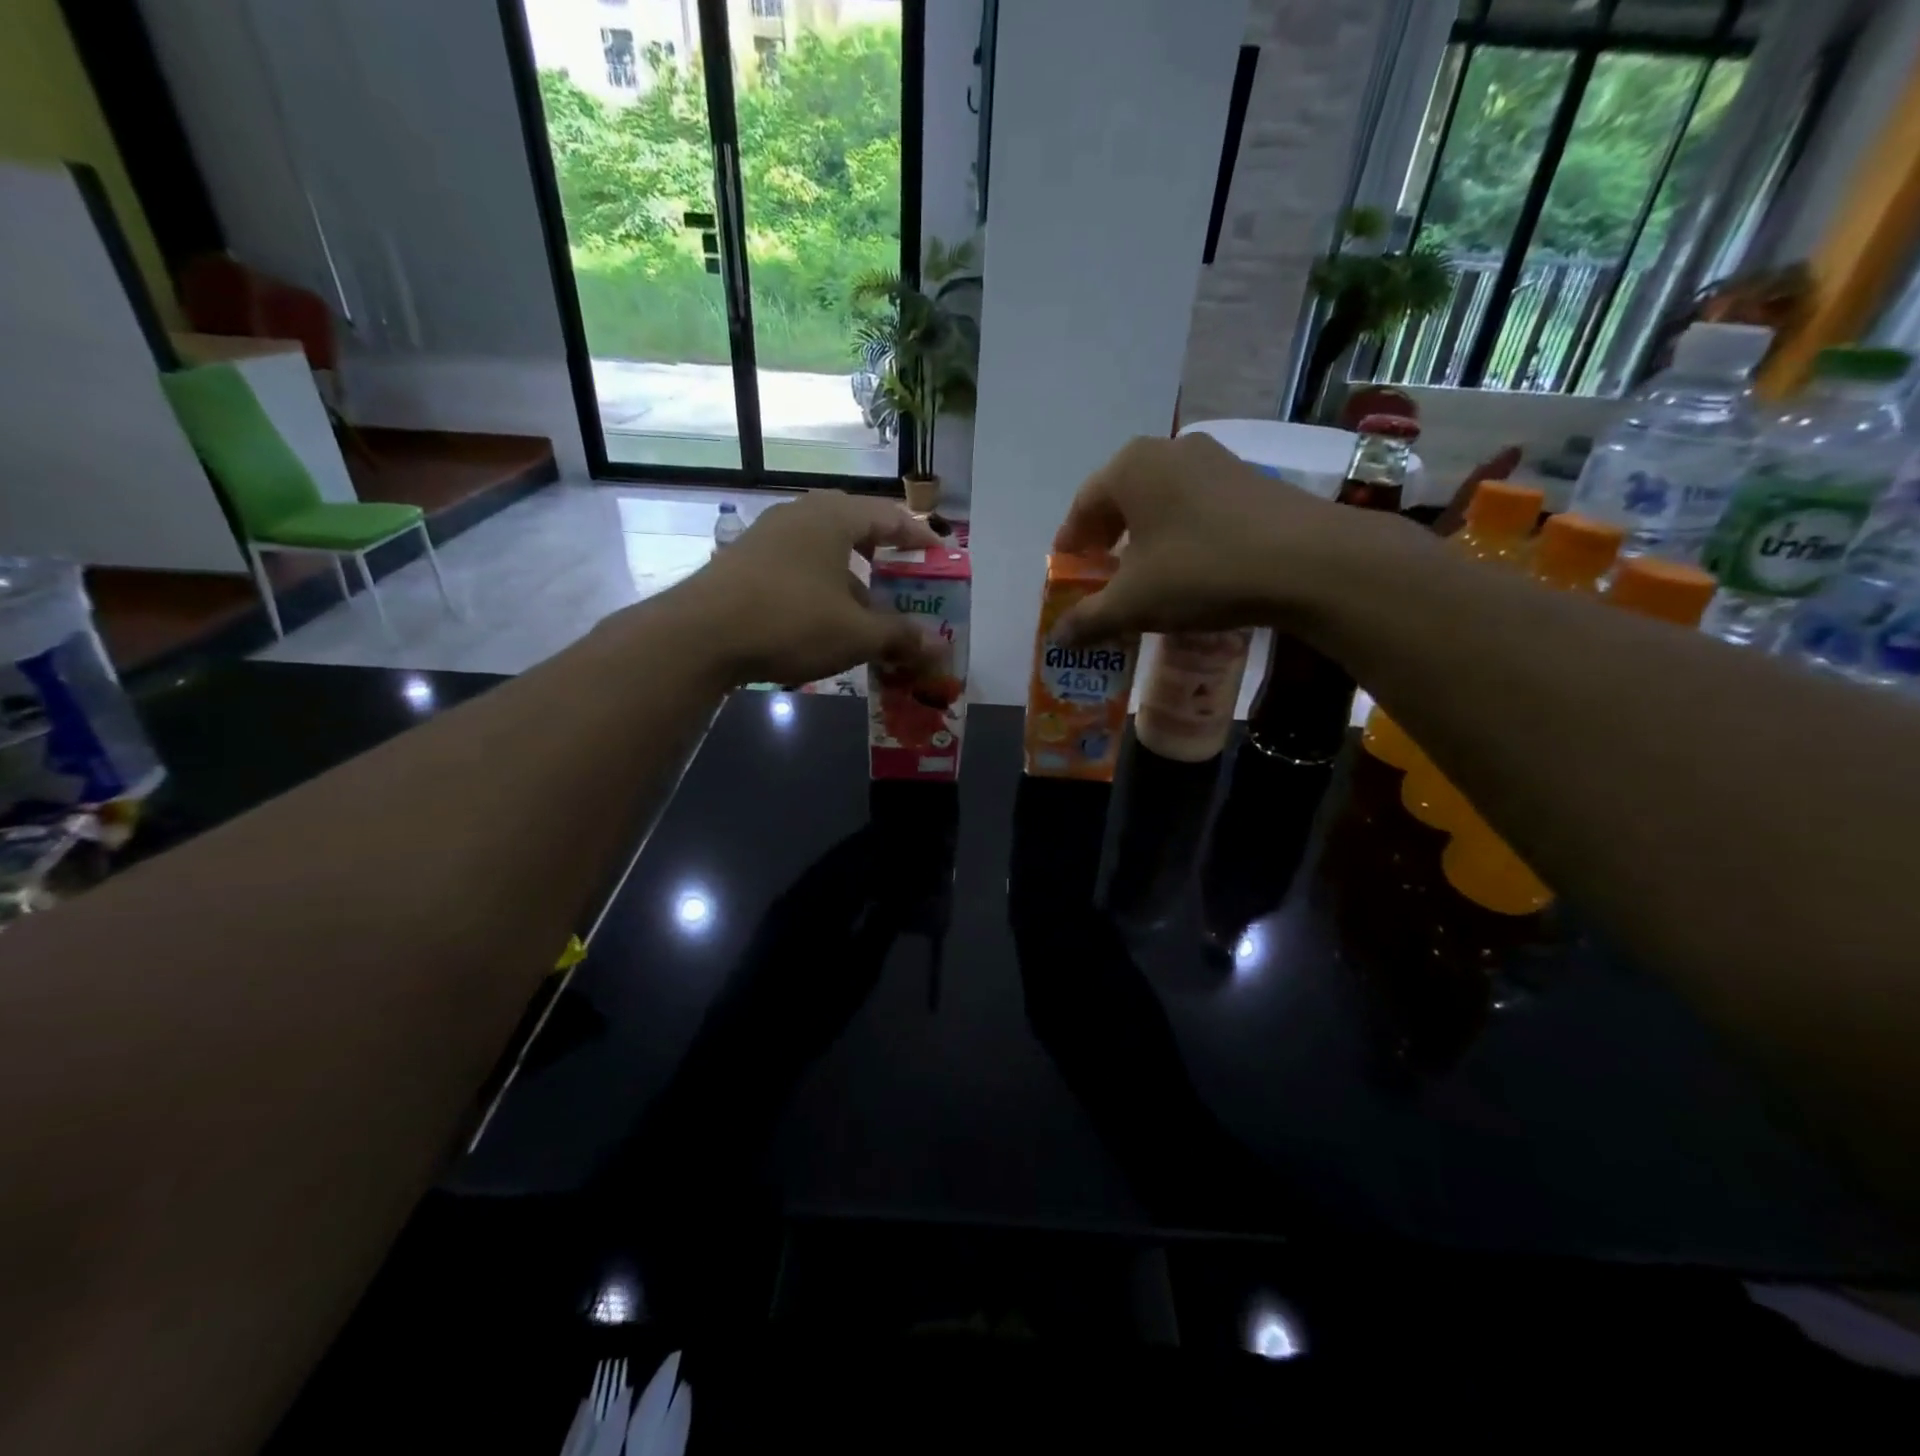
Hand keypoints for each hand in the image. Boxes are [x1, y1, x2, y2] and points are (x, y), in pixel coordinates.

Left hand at [668, 491, 943, 685]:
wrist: (700, 635)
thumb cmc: (791, 621)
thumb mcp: (856, 634)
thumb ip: (900, 636)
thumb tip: (937, 648)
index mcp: (834, 517)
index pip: (889, 516)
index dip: (919, 537)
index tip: (939, 555)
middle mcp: (800, 514)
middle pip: (854, 525)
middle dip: (883, 552)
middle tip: (903, 576)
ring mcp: (767, 535)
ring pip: (823, 548)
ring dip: (851, 576)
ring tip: (867, 608)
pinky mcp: (744, 560)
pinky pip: (797, 564)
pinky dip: (821, 584)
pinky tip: (822, 618)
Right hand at [1050, 433, 1396, 644]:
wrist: (1308, 561)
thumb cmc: (1201, 571)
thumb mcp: (1133, 602)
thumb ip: (1088, 619)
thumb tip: (1057, 639)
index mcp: (1130, 467)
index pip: (1082, 507)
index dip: (1069, 546)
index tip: (1066, 574)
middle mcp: (1169, 450)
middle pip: (1121, 500)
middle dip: (1106, 541)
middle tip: (1100, 577)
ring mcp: (1214, 460)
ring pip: (1160, 502)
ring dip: (1143, 539)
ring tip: (1143, 577)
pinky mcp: (1249, 480)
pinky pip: (1195, 506)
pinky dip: (1179, 535)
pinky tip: (1188, 568)